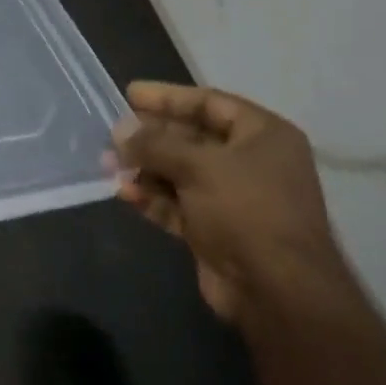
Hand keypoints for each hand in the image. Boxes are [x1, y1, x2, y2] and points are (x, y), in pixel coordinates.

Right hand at [111, 82, 347, 321]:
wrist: (277, 291)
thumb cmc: (246, 209)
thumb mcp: (198, 165)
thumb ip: (155, 144)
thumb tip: (120, 130)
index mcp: (262, 136)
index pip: (209, 103)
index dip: (167, 97)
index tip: (129, 93)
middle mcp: (250, 162)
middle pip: (191, 138)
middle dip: (150, 137)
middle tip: (112, 133)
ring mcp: (233, 198)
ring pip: (179, 172)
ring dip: (144, 168)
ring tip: (108, 166)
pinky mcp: (215, 229)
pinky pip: (177, 203)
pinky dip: (152, 197)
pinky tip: (124, 193)